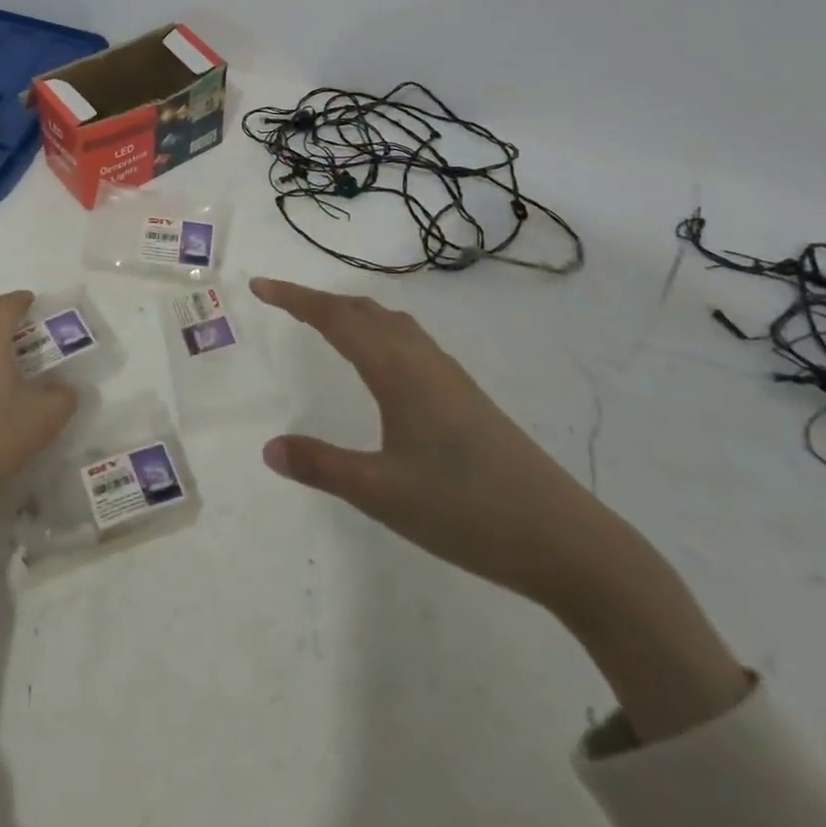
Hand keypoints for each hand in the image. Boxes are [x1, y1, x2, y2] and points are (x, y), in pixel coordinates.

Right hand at [250, 276, 617, 610]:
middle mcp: (423, 361)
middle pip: (364, 311)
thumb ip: (322, 466)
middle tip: (283, 303)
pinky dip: (380, 332)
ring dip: (353, 313)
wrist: (566, 540)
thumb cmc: (466, 510)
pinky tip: (383, 364)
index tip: (260, 286)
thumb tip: (269, 448)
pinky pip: (411, 342)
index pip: (335, 319)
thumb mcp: (382, 494)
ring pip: (392, 324)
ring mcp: (450, 378)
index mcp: (397, 372)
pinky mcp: (468, 398)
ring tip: (326, 323)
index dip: (294, 298)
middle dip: (319, 301)